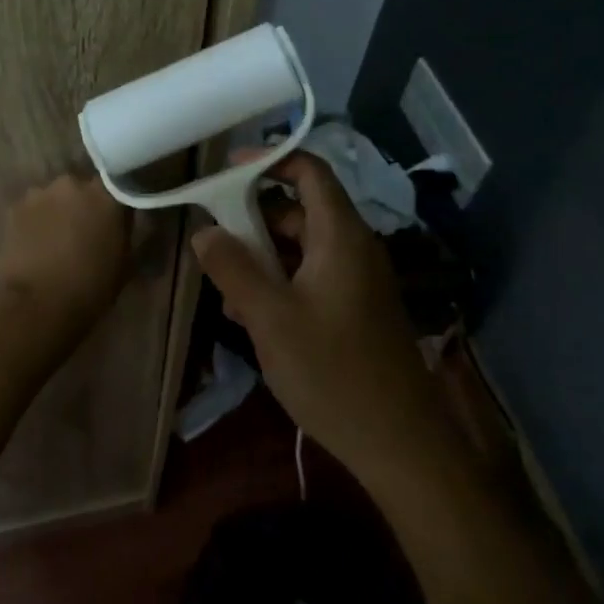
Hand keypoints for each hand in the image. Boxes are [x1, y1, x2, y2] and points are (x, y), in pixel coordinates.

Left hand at [0, 173, 132, 338]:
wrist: (39, 305)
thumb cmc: (92, 286)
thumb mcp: (125, 260)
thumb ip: (125, 229)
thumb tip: (122, 219)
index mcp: (106, 194)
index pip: (117, 184)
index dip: (115, 201)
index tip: (115, 217)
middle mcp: (73, 183)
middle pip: (81, 188)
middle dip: (83, 204)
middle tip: (84, 230)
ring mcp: (40, 193)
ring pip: (54, 197)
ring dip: (57, 211)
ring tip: (56, 238)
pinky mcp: (14, 208)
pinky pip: (31, 209)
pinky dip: (35, 221)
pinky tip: (35, 243)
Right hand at [190, 153, 451, 491]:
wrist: (399, 444)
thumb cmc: (333, 372)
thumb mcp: (270, 318)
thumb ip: (234, 268)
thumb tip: (204, 231)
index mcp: (341, 237)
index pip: (310, 171)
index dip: (270, 160)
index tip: (227, 168)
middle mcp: (353, 249)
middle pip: (300, 211)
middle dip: (254, 219)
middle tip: (214, 237)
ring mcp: (357, 281)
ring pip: (302, 248)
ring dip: (262, 258)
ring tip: (225, 288)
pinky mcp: (355, 310)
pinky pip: (311, 278)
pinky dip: (280, 283)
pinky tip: (249, 315)